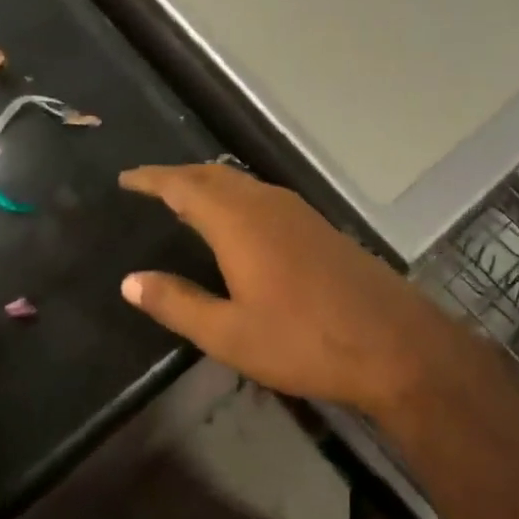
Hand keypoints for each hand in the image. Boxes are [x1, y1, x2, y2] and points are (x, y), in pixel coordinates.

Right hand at [118, 164, 483, 416]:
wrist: (392, 342)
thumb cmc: (304, 341)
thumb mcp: (230, 334)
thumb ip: (177, 303)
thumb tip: (130, 280)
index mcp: (239, 222)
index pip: (184, 185)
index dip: (152, 179)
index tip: (126, 178)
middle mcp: (268, 204)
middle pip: (215, 176)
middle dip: (179, 177)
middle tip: (150, 187)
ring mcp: (299, 212)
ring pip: (243, 185)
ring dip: (210, 186)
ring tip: (185, 201)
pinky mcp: (319, 227)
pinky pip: (264, 198)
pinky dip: (237, 200)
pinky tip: (237, 225)